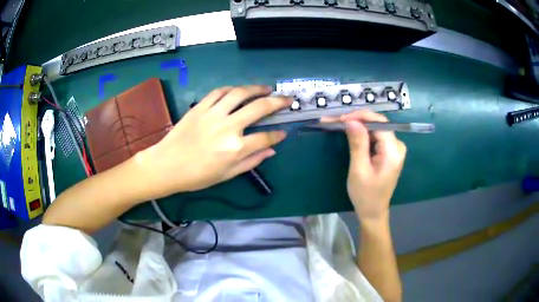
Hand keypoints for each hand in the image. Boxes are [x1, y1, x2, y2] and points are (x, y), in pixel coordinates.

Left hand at [136, 86, 290, 197]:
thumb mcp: (227, 175)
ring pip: (240, 93)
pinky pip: (219, 92)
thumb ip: (251, 161)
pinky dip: (231, 89)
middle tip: (287, 99)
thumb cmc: (197, 176)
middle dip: (278, 102)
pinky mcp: (200, 107)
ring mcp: (213, 114)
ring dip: (256, 88)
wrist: (167, 165)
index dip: (278, 135)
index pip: (265, 137)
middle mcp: (228, 127)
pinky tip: (238, 90)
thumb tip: (271, 150)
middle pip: (259, 108)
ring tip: (266, 88)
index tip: (283, 132)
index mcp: (235, 148)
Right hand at [326, 111, 406, 220]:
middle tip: (335, 121)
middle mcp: (397, 146)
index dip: (360, 117)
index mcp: (393, 152)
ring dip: (357, 125)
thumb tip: (351, 121)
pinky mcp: (389, 151)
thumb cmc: (365, 195)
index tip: (341, 118)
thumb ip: (358, 144)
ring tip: (338, 124)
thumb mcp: (359, 170)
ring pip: (375, 128)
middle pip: (378, 124)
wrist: (373, 212)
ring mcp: (394, 148)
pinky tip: (349, 132)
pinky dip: (362, 133)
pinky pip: (376, 136)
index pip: (379, 123)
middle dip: (357, 120)